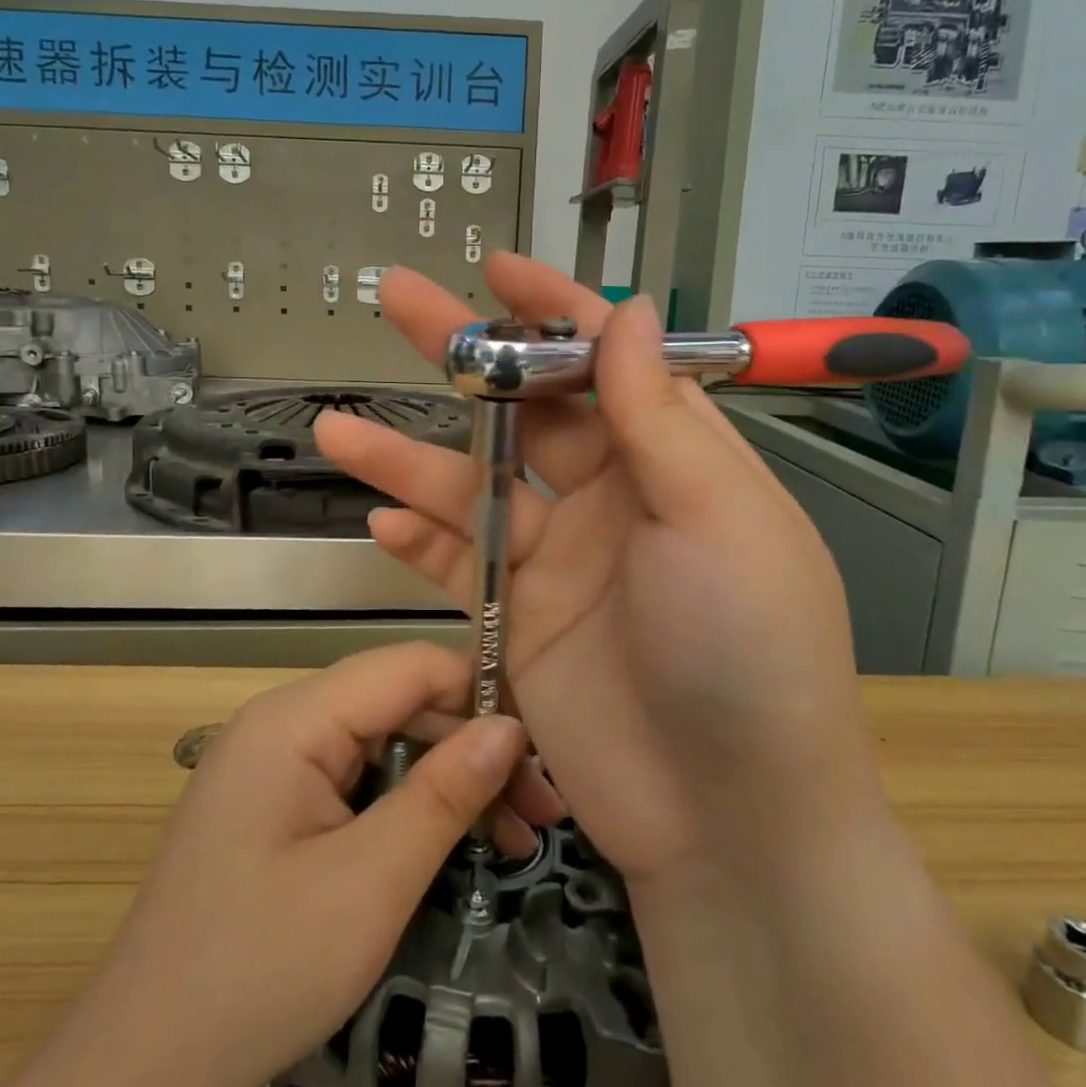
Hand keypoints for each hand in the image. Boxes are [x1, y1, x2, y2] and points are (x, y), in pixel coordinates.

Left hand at [0, 644, 561, 1086]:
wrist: (144, 1073)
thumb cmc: (258, 970)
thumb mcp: (369, 884)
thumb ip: (443, 794)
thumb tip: (511, 726)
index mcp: (293, 718)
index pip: (406, 666)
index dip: (478, 690)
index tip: (544, 742)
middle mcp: (283, 722)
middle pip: (399, 704)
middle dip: (473, 747)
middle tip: (543, 809)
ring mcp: (278, 763)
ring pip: (385, 743)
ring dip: (449, 781)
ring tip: (518, 835)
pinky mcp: (280, 803)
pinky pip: (360, 779)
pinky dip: (412, 804)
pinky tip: (456, 841)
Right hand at [315, 254, 886, 886]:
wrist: (729, 816)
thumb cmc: (746, 649)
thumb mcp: (716, 517)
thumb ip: (659, 415)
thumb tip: (630, 311)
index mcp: (671, 460)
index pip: (606, 360)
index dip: (553, 310)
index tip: (497, 270)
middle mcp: (612, 498)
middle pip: (525, 410)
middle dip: (464, 356)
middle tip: (398, 301)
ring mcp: (559, 560)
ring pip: (472, 487)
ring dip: (408, 458)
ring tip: (339, 427)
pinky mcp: (518, 619)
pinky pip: (459, 563)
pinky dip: (420, 541)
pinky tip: (378, 520)